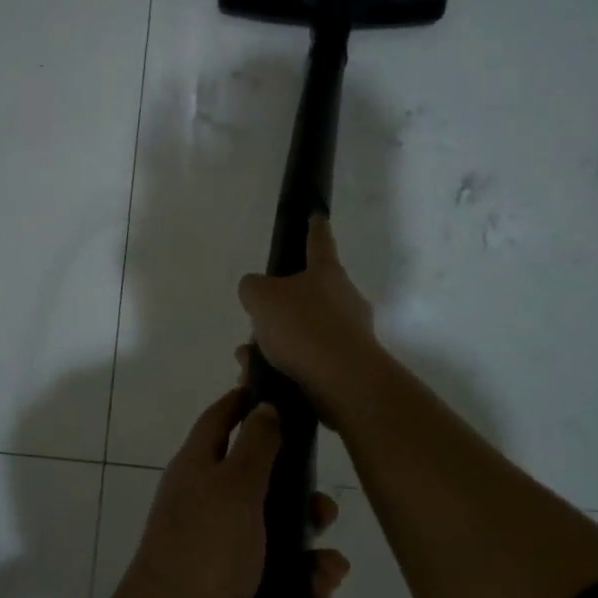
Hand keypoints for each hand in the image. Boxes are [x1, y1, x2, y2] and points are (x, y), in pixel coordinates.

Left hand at [108, 386, 350, 597]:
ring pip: (278, 532)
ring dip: (309, 548)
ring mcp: (221, 548)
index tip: (286, 393)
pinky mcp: (235, 590)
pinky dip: (301, 584)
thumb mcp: (234, 488)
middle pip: (261, 479)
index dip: (248, 401)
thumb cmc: (204, 554)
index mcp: (199, 467)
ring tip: (327, 571)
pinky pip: (279, 576)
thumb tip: (264, 405)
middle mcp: (208, 502)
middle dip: (300, 494)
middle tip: (324, 510)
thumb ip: (255, 445)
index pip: (222, 418)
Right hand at [237, 216, 384, 429]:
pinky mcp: (348, 368)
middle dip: (277, 312)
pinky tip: (260, 381)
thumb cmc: (303, 327)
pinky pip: (308, 362)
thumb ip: (252, 288)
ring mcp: (350, 335)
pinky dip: (282, 369)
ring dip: (273, 346)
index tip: (317, 215)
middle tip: (253, 327)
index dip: (314, 227)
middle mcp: (344, 299)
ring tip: (248, 363)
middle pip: (305, 296)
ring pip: (302, 333)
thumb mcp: (261, 298)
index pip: (319, 242)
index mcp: (327, 273)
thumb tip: (257, 292)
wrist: (343, 382)